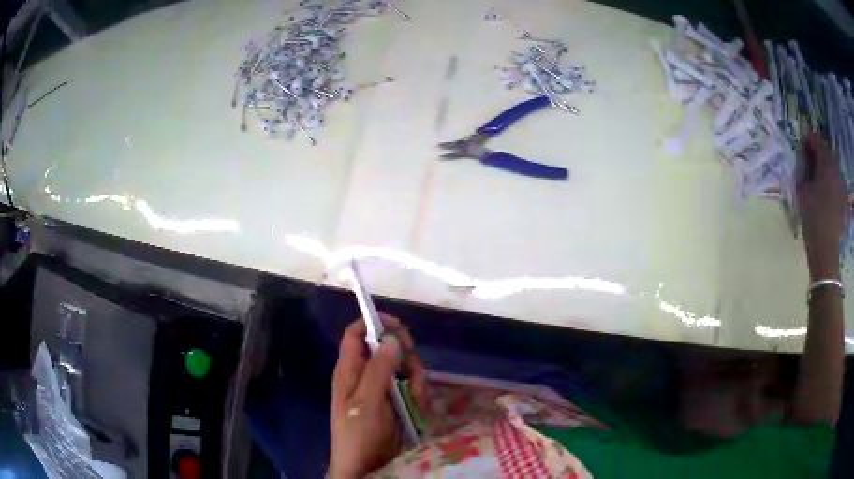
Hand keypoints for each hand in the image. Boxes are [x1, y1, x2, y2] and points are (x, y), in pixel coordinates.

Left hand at [329, 314, 425, 478]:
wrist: (365, 466)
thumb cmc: (359, 434)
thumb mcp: (367, 402)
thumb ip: (378, 370)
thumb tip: (392, 337)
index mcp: (350, 370)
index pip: (356, 334)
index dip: (373, 323)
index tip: (398, 326)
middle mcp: (365, 375)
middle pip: (387, 348)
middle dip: (405, 356)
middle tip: (413, 370)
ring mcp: (381, 389)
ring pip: (403, 368)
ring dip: (415, 379)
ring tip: (416, 397)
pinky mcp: (395, 403)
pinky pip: (411, 387)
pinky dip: (418, 394)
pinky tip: (419, 407)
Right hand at [798, 134, 847, 279]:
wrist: (826, 252)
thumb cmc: (812, 218)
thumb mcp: (802, 190)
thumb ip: (805, 168)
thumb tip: (806, 156)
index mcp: (826, 163)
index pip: (817, 140)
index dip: (808, 141)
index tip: (802, 148)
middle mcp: (836, 169)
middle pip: (827, 153)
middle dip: (819, 155)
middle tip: (810, 164)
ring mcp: (842, 186)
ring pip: (833, 169)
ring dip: (825, 170)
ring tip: (818, 181)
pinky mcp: (844, 201)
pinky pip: (837, 184)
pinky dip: (831, 184)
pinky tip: (827, 197)